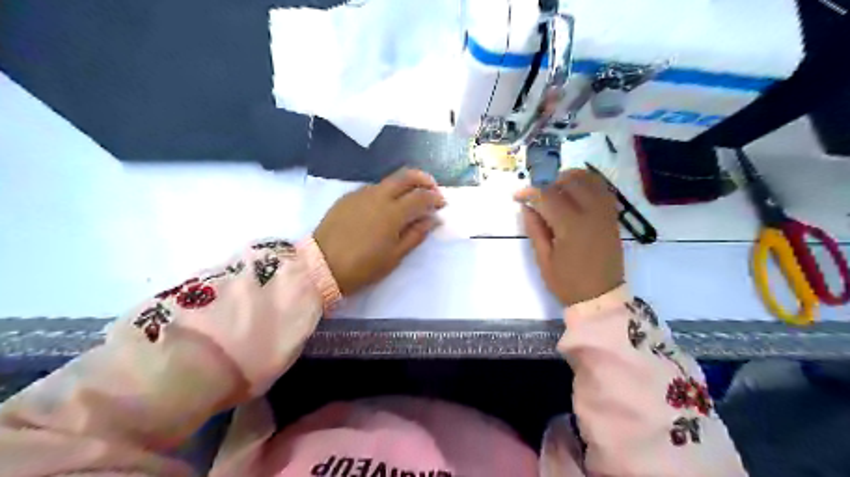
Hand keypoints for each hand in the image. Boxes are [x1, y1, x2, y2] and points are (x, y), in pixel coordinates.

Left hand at [312, 167, 445, 293]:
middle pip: (406, 176)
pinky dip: (386, 191)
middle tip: (432, 189)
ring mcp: (361, 194)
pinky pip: (373, 188)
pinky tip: (385, 205)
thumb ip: (416, 234)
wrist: (321, 266)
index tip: (442, 204)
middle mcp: (378, 196)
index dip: (435, 198)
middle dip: (423, 179)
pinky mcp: (347, 197)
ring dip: (404, 184)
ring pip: (389, 180)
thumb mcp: (394, 257)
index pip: (421, 196)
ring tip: (410, 198)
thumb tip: (433, 219)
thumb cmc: (362, 267)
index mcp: (393, 213)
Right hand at [510, 169, 621, 307]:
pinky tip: (575, 195)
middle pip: (570, 181)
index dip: (530, 192)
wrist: (600, 297)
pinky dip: (587, 185)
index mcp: (571, 226)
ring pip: (589, 180)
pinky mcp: (612, 216)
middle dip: (549, 182)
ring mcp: (605, 213)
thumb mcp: (544, 259)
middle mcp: (592, 213)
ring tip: (555, 192)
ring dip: (569, 179)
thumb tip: (527, 207)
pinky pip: (602, 189)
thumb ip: (535, 229)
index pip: (548, 196)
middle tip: (538, 196)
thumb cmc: (568, 283)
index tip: (517, 196)